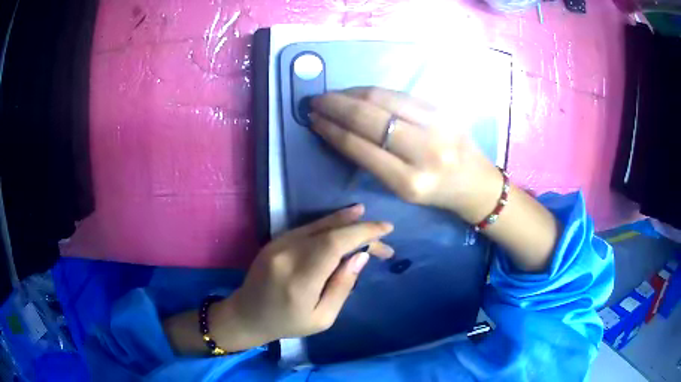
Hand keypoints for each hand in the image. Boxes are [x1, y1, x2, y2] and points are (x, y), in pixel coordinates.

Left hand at [211, 205, 393, 348]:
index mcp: (299, 279)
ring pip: (317, 225)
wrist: (247, 314)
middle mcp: (287, 255)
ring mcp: (277, 245)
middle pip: (329, 231)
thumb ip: (342, 286)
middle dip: (359, 229)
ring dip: (345, 221)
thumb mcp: (322, 317)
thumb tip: (360, 257)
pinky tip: (342, 223)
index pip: (335, 244)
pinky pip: (306, 228)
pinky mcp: (274, 241)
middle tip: (382, 235)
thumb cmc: (287, 323)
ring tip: (365, 217)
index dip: (362, 232)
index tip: (386, 230)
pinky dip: (328, 225)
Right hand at [310, 87, 502, 223]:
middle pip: (369, 118)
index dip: (332, 130)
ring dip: (351, 93)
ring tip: (334, 95)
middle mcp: (424, 151)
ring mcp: (436, 125)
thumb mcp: (401, 189)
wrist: (477, 183)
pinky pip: (400, 94)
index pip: (360, 147)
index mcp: (409, 182)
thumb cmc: (436, 193)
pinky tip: (359, 92)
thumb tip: (339, 130)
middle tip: (316, 101)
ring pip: (383, 99)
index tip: (313, 120)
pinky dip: (374, 91)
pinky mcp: (443, 109)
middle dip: (336, 106)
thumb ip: (371, 161)